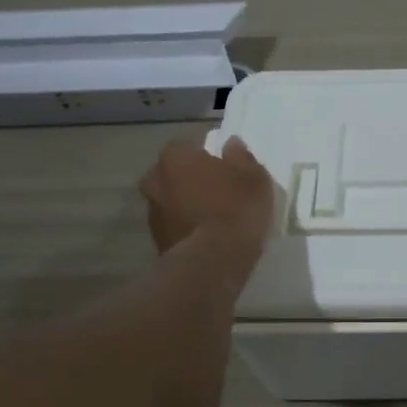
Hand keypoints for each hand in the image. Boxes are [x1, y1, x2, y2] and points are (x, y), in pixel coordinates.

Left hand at [139, 137, 276, 253]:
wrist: (212, 261)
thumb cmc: (235, 208)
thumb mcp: (253, 178)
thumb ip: (241, 157)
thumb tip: (231, 144)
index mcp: (174, 157)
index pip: (188, 146)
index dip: (207, 156)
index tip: (224, 168)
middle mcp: (155, 180)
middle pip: (175, 173)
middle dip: (191, 179)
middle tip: (217, 191)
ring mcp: (152, 213)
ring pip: (172, 200)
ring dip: (187, 204)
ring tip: (213, 217)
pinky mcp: (156, 241)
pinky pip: (174, 225)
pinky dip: (186, 227)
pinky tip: (206, 236)